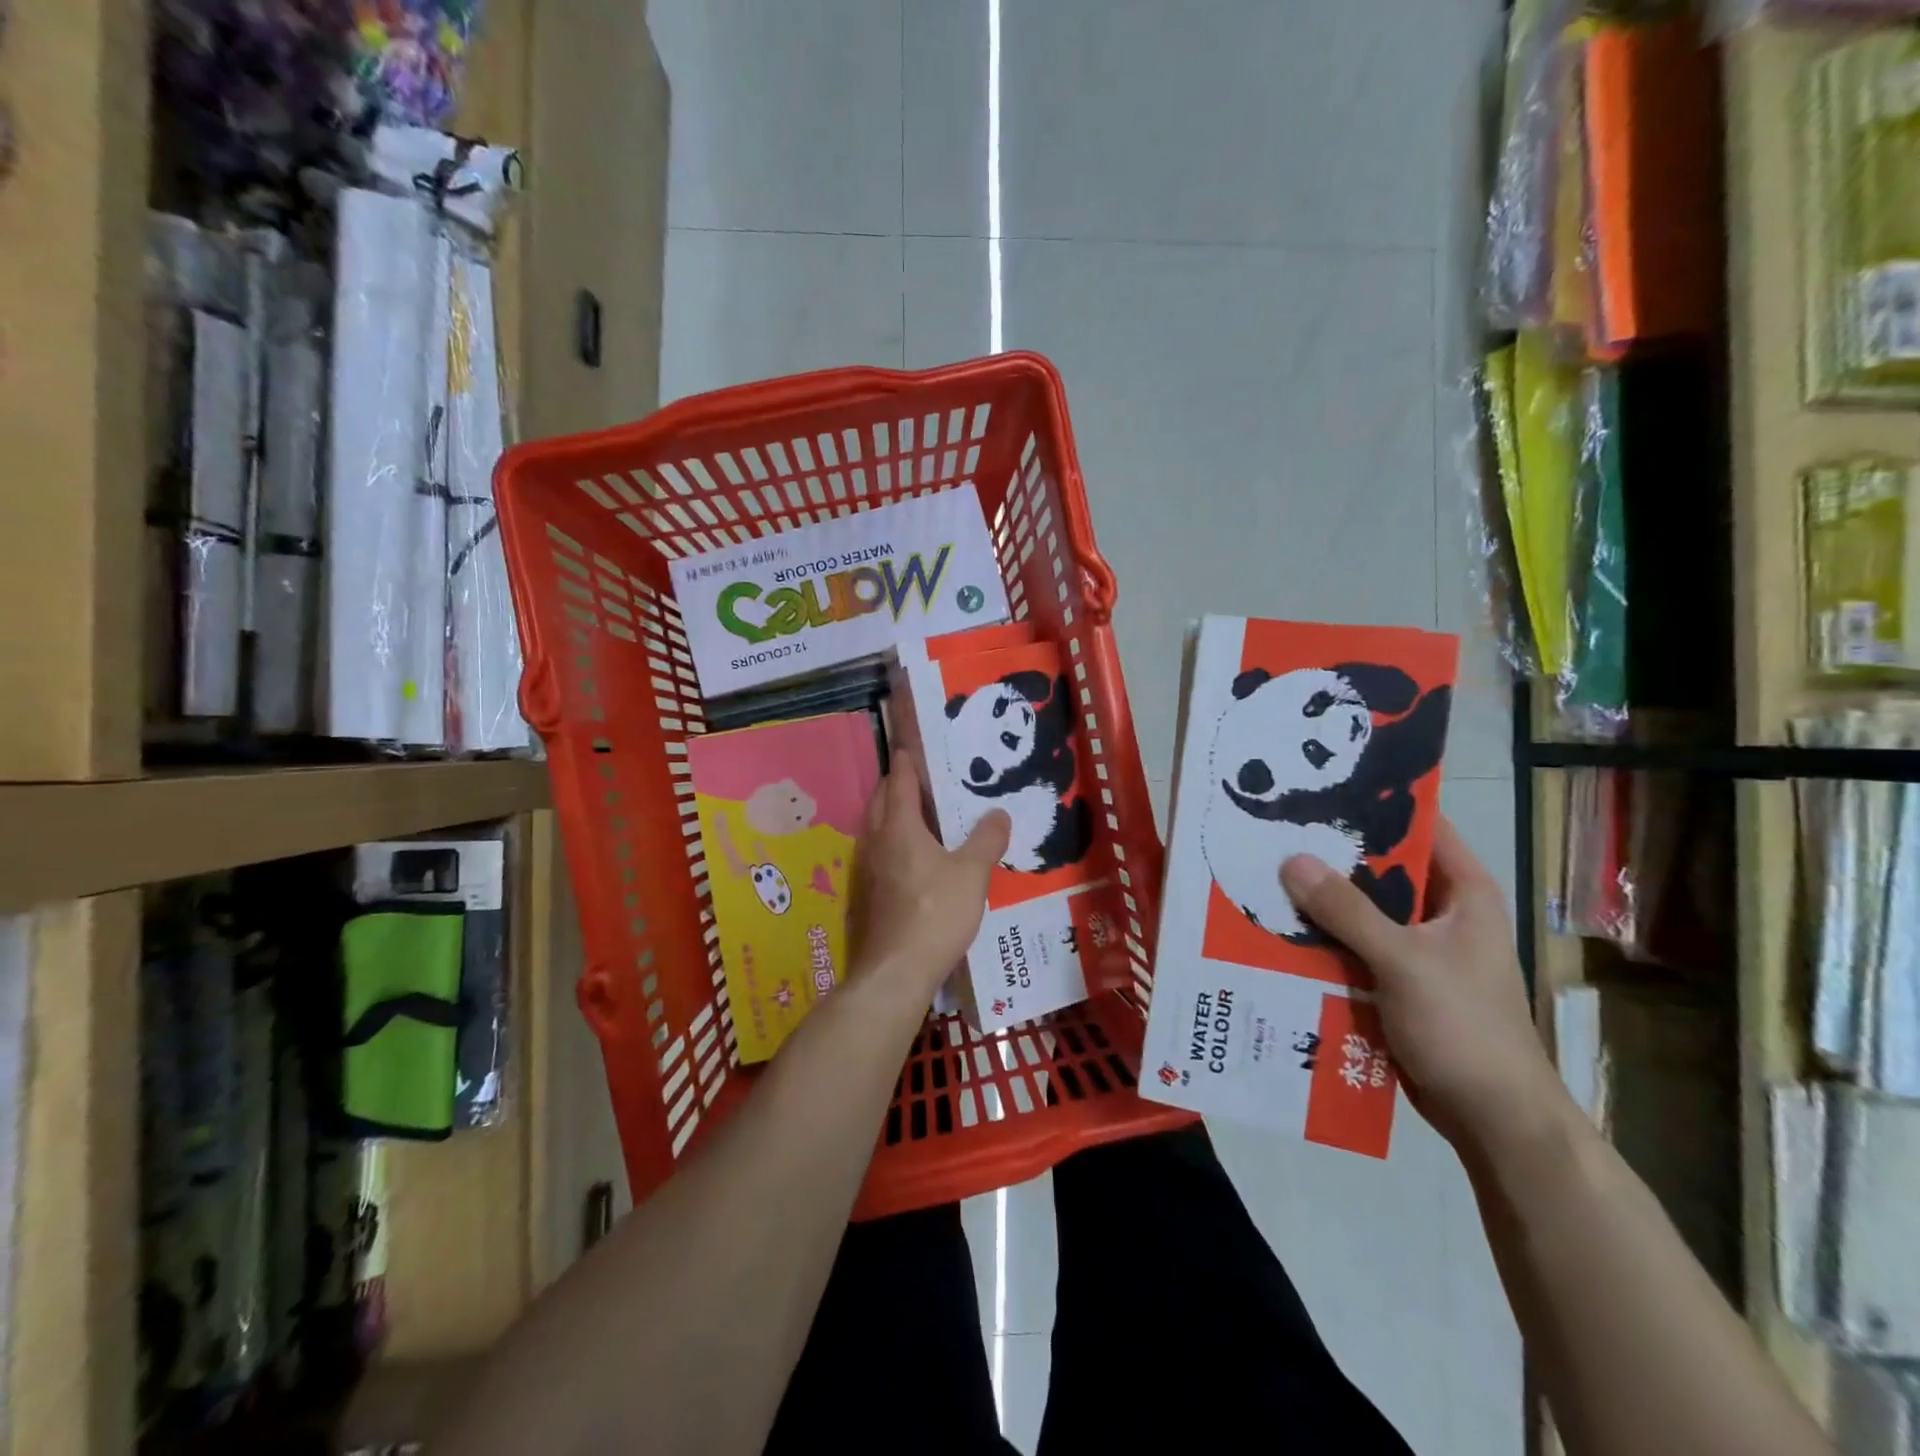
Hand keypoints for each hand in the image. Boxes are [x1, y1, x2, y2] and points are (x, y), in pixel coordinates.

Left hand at [851, 749, 1009, 1000]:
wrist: (897, 970)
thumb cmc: (936, 913)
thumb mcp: (972, 874)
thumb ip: (986, 840)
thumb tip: (999, 813)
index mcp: (899, 826)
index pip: (900, 780)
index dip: (907, 760)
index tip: (914, 745)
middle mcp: (877, 840)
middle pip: (882, 799)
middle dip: (899, 783)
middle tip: (926, 777)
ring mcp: (868, 867)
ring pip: (877, 826)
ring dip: (894, 812)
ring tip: (924, 812)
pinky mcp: (868, 891)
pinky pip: (880, 850)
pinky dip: (893, 839)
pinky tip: (916, 854)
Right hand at [1279, 818, 1567, 1156]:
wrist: (1492, 1118)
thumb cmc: (1464, 1027)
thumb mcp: (1403, 961)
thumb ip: (1347, 910)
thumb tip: (1291, 859)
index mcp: (1462, 892)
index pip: (1420, 826)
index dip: (1375, 801)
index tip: (1319, 785)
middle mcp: (1439, 911)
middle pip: (1380, 867)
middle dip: (1330, 853)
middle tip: (1274, 829)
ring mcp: (1416, 947)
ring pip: (1360, 907)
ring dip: (1319, 898)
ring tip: (1262, 872)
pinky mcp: (1394, 979)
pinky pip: (1351, 944)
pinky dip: (1320, 936)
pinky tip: (1277, 927)